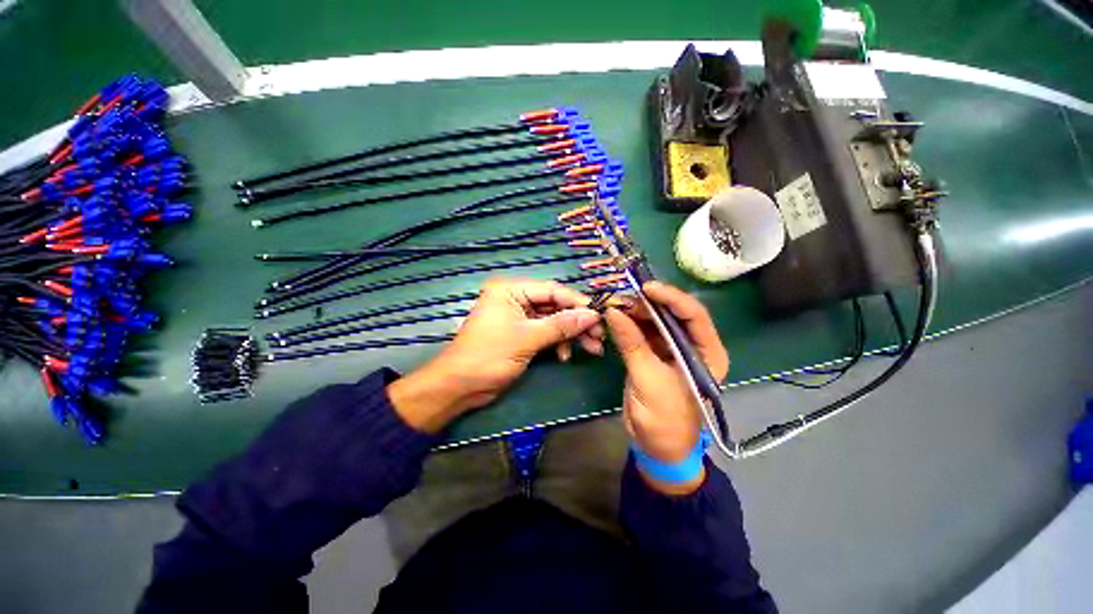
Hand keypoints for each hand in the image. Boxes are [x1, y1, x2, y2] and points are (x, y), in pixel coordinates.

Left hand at [388, 278, 603, 432]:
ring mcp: (519, 317)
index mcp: (510, 290)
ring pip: (553, 321)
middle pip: (555, 306)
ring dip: (571, 335)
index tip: (600, 315)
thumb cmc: (488, 356)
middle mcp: (515, 298)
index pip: (552, 290)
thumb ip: (561, 325)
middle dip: (577, 322)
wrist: (459, 387)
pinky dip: (557, 344)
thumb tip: (592, 315)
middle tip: (599, 336)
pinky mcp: (521, 334)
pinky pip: (546, 333)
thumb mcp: (528, 338)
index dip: (577, 303)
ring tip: (591, 348)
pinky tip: (564, 357)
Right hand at [604, 282, 728, 494]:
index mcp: (706, 352)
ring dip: (635, 313)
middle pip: (672, 315)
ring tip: (615, 307)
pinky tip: (615, 320)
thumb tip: (612, 311)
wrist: (657, 448)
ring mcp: (671, 350)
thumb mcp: (648, 379)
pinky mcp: (653, 356)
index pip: (693, 315)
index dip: (671, 297)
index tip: (646, 288)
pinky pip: (642, 334)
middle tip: (623, 299)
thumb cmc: (664, 418)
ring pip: (655, 322)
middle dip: (648, 304)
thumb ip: (631, 343)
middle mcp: (692, 347)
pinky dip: (629, 325)